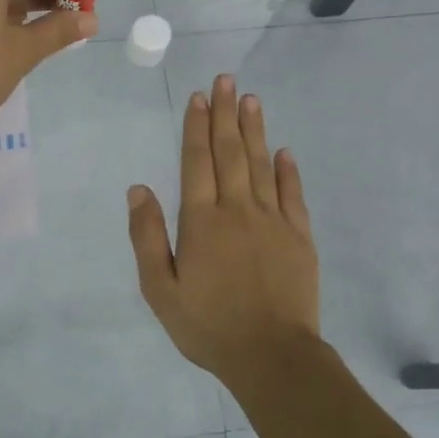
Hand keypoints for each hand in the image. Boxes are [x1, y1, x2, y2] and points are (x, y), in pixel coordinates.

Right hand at [127, 73, 320, 385]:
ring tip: (250, 99)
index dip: (196, 127)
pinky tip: (284, 151)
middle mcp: (237, 210)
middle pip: (229, 152)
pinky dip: (287, 170)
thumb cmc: (208, 325)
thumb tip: (138, 189)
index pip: (197, 162)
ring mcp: (273, 221)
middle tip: (225, 80)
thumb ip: (148, 237)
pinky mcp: (299, 237)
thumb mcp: (160, 289)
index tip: (198, 97)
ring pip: (260, 165)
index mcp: (201, 221)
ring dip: (254, 130)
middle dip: (225, 114)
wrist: (272, 356)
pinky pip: (292, 194)